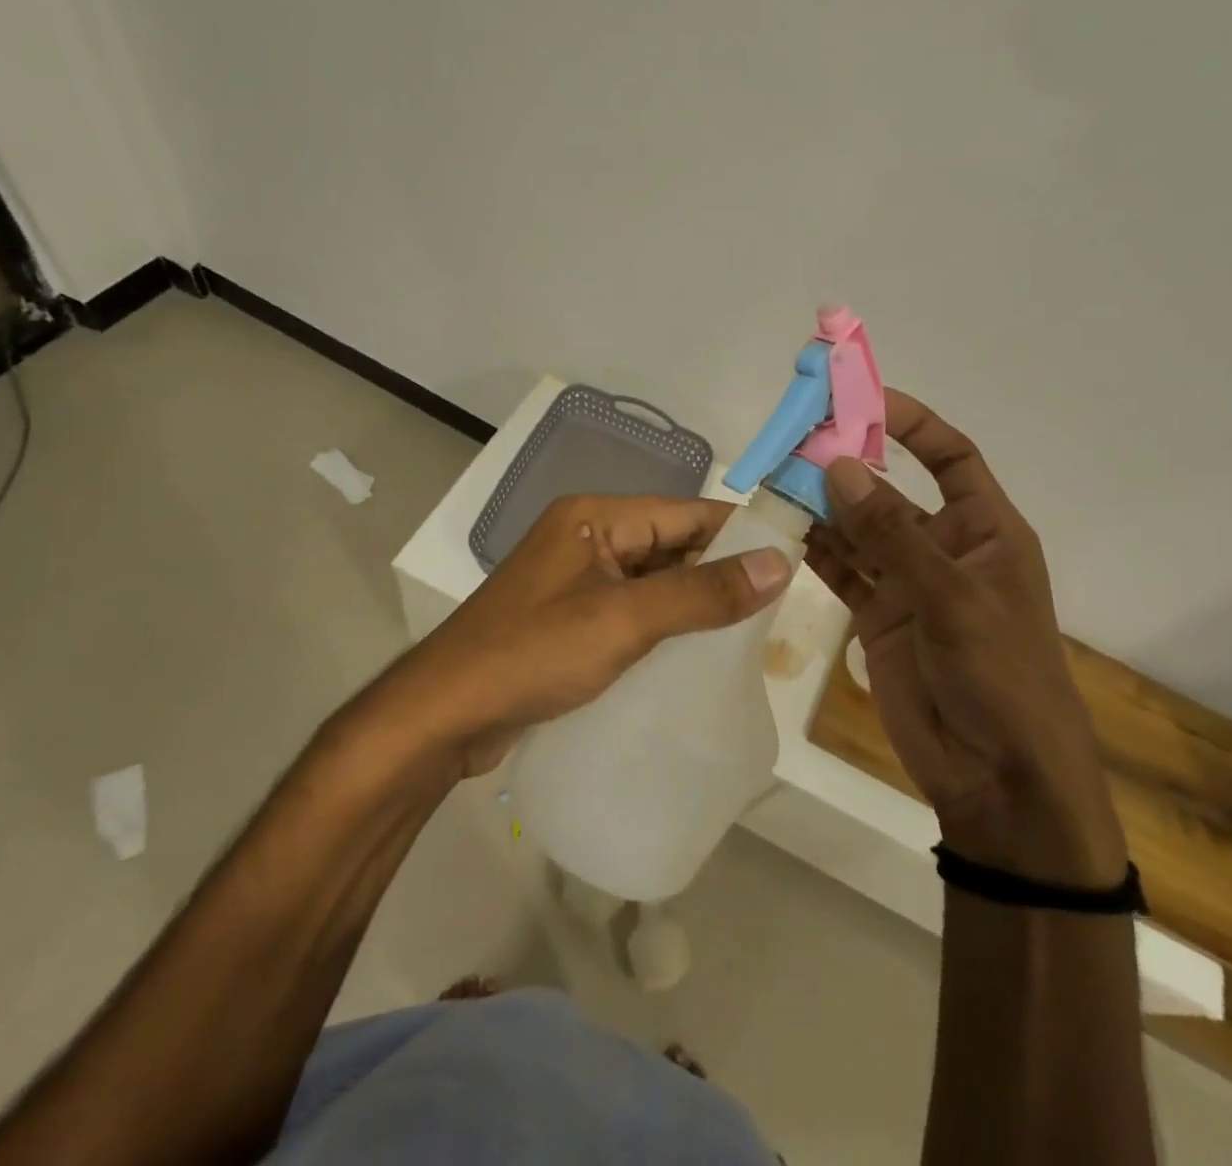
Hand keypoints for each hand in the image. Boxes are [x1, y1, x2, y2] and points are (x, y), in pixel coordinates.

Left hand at [386, 494, 793, 775]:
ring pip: (654, 583)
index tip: (790, 562)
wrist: (441, 717)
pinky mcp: (570, 621)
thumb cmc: (533, 654)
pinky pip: (633, 613)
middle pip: (671, 546)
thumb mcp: (625, 619)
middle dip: (720, 575)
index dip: (739, 535)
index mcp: (597, 517)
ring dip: (694, 605)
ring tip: (750, 636)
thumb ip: (703, 592)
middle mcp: (588, 538)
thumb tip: (780, 564)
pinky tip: (697, 657)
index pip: (686, 513)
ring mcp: (577, 581)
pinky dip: (665, 628)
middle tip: (777, 610)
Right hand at [806, 392, 1126, 888]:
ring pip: (860, 531)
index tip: (862, 399)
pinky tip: (783, 532)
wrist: (998, 776)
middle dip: (849, 467)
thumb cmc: (1000, 675)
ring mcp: (909, 584)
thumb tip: (838, 466)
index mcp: (986, 530)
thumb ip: (891, 534)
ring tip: (777, 483)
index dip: (912, 424)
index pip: (950, 457)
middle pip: (891, 491)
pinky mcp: (879, 618)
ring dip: (824, 508)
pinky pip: (844, 572)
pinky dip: (817, 552)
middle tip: (796, 443)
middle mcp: (945, 548)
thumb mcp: (952, 597)